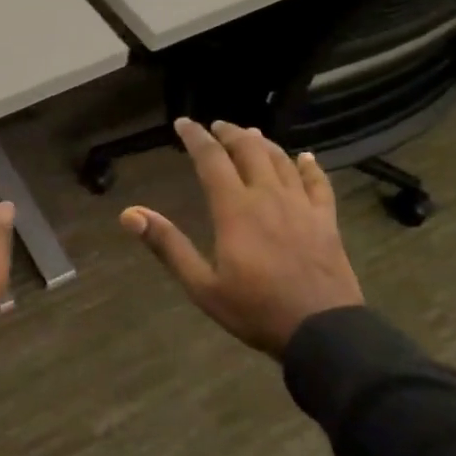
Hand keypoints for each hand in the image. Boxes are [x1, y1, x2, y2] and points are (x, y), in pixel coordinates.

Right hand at [120, 118, 362, 357]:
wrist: (324, 332)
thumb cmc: (256, 310)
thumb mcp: (202, 285)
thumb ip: (168, 246)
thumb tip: (129, 213)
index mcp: (235, 209)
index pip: (211, 159)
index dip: (196, 137)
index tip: (183, 123)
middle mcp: (268, 196)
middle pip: (249, 150)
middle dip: (231, 133)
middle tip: (217, 125)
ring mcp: (302, 206)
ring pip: (281, 161)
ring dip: (263, 143)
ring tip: (251, 134)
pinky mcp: (326, 221)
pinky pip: (319, 184)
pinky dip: (311, 167)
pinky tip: (306, 158)